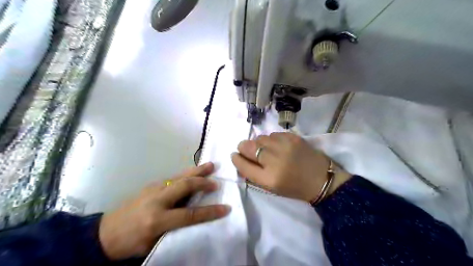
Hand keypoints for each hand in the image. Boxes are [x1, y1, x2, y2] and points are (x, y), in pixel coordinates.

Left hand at [99, 162, 230, 259]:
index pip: (190, 215)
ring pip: (179, 176)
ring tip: (210, 165)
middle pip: (185, 186)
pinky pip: (173, 177)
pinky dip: (187, 174)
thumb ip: (175, 228)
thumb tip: (194, 216)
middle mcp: (156, 200)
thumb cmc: (131, 243)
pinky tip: (194, 172)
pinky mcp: (151, 185)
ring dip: (196, 171)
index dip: (210, 212)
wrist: (104, 233)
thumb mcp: (154, 242)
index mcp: (157, 220)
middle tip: (217, 182)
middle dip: (203, 182)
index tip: (225, 208)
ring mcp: (152, 189)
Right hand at [233, 132, 350, 202]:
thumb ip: (254, 174)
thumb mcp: (272, 188)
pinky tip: (277, 145)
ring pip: (260, 138)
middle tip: (244, 149)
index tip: (234, 155)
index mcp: (269, 179)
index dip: (236, 159)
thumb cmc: (295, 187)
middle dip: (243, 147)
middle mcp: (274, 161)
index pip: (244, 165)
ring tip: (264, 149)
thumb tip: (241, 160)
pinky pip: (273, 134)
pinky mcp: (293, 137)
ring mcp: (284, 146)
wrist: (321, 179)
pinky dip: (271, 139)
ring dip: (258, 143)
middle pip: (248, 147)